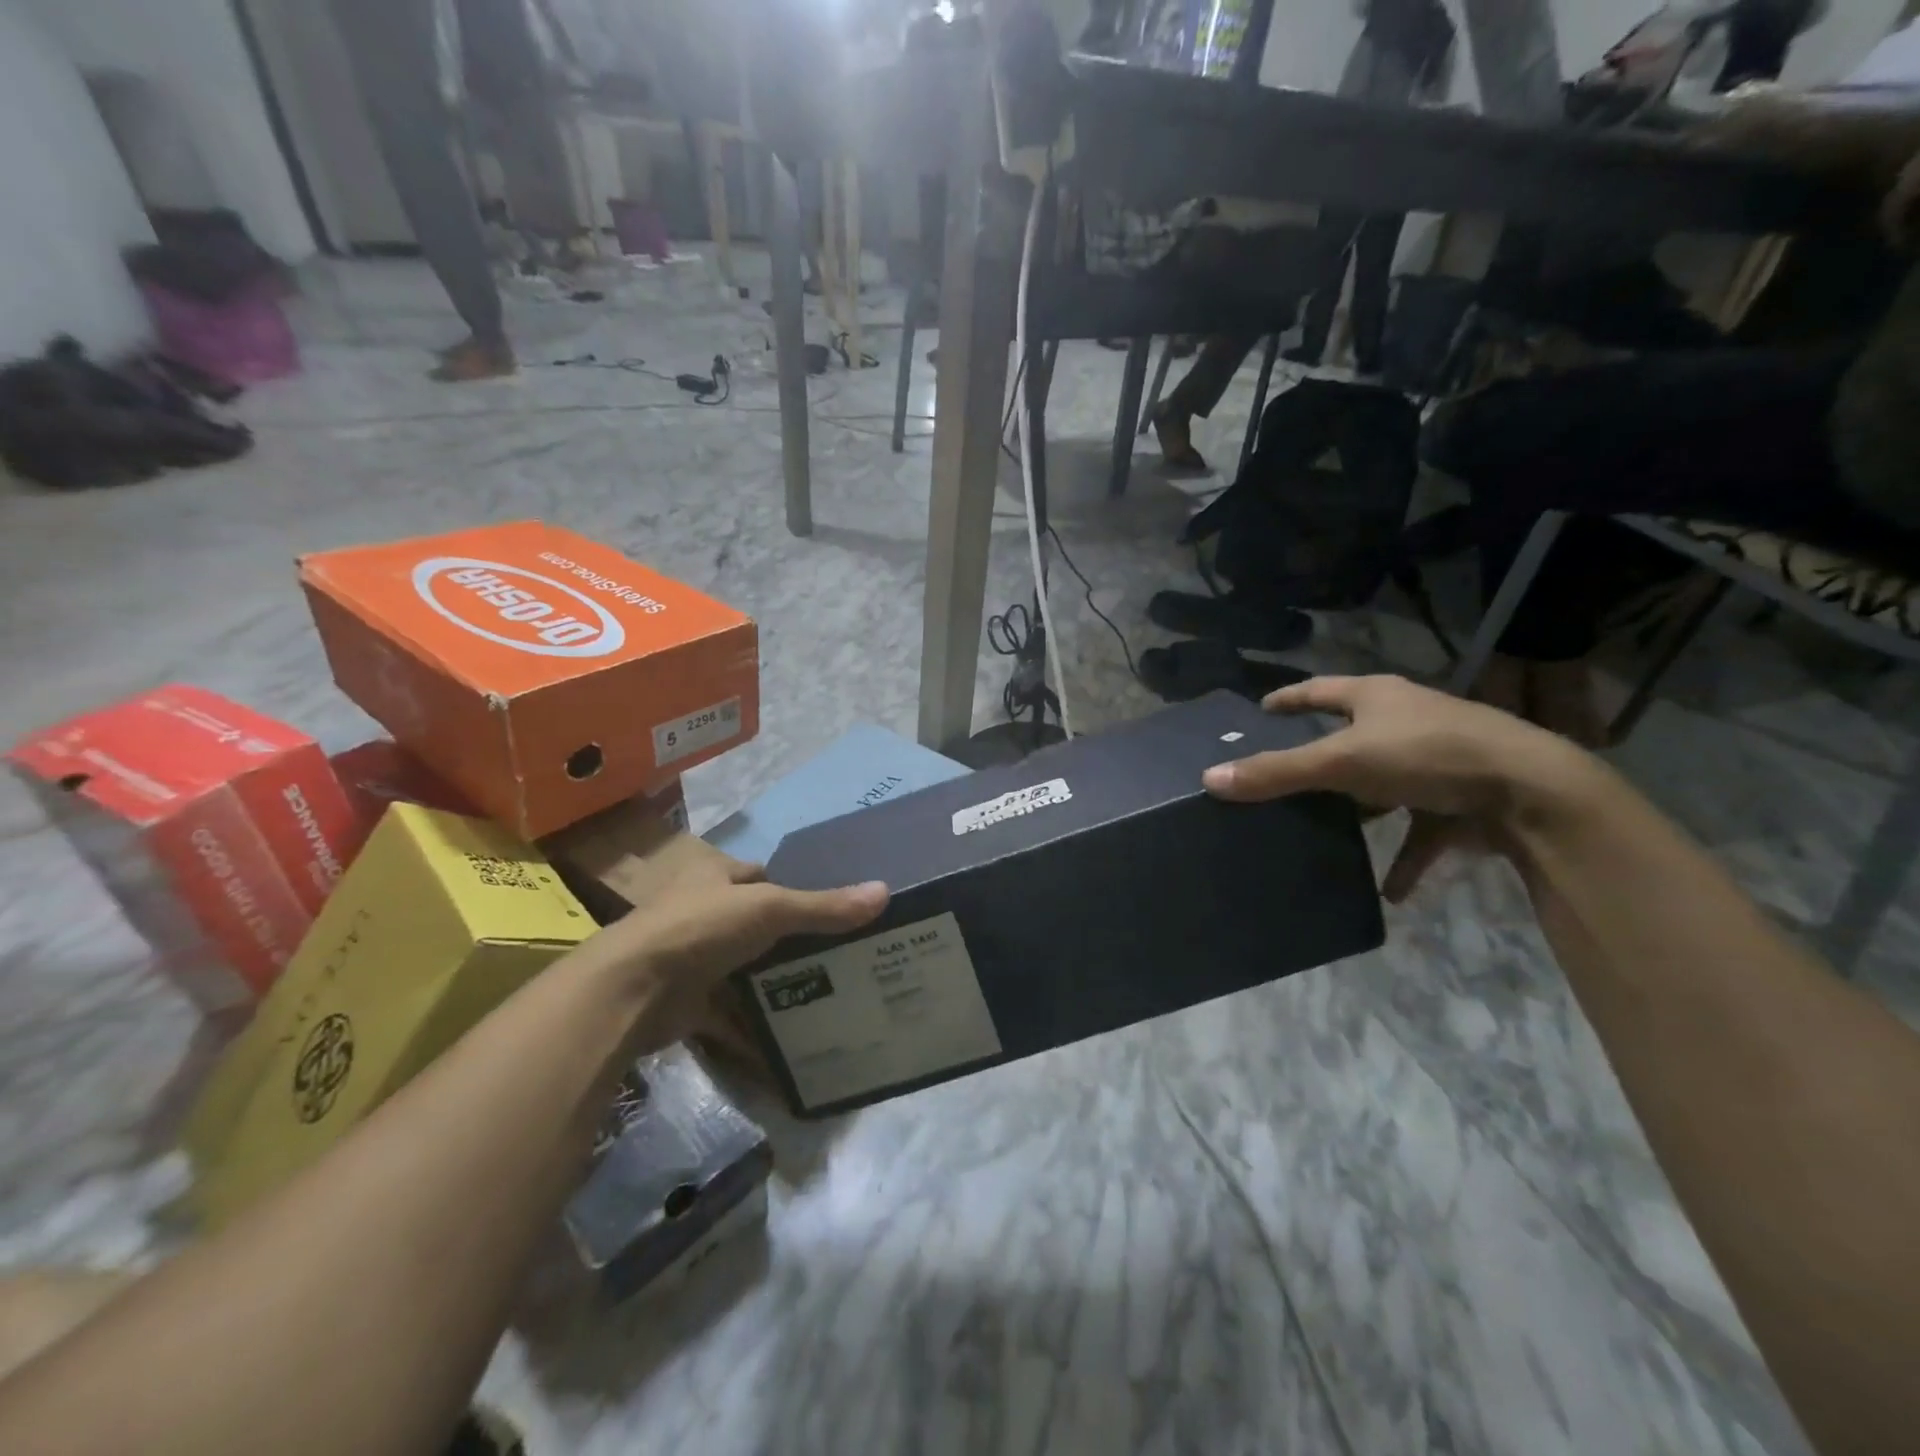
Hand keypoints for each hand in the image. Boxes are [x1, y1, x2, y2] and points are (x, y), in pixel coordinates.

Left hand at [572, 854, 887, 1037]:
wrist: (629, 991)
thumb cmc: (699, 928)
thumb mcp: (769, 909)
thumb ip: (824, 907)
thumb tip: (884, 892)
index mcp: (714, 876)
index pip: (761, 876)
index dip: (793, 888)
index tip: (831, 910)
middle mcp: (701, 912)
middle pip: (756, 925)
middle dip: (790, 941)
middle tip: (840, 956)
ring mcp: (692, 959)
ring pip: (744, 969)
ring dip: (774, 983)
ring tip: (827, 994)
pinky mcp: (687, 1002)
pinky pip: (730, 1012)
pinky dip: (753, 1026)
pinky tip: (789, 1037)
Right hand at [1202, 675, 1588, 901]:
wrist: (1533, 792)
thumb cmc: (1428, 756)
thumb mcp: (1343, 763)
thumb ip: (1277, 773)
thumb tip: (1210, 779)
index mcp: (1377, 698)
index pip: (1319, 691)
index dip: (1288, 699)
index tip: (1260, 711)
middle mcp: (1406, 721)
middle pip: (1351, 736)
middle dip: (1320, 757)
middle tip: (1282, 775)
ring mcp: (1437, 761)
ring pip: (1384, 784)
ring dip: (1361, 809)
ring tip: (1324, 828)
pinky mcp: (1460, 800)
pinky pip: (1421, 831)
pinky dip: (1404, 858)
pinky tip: (1387, 891)